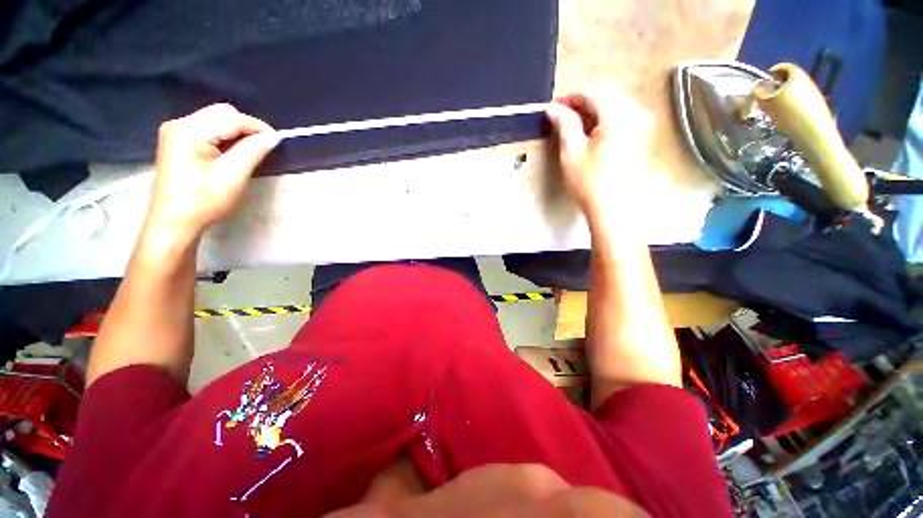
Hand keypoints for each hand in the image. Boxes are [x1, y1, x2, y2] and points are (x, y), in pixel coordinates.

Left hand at [147, 103, 278, 237]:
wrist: (173, 223)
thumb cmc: (203, 202)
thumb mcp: (232, 177)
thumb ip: (252, 151)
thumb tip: (272, 137)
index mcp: (189, 131)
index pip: (231, 117)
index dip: (257, 127)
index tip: (277, 141)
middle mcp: (179, 124)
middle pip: (221, 114)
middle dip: (245, 129)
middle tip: (262, 150)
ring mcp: (175, 132)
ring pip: (216, 121)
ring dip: (236, 135)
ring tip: (248, 155)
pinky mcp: (177, 142)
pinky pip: (208, 131)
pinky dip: (224, 140)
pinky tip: (231, 156)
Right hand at [545, 87, 650, 217]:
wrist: (614, 208)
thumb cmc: (590, 182)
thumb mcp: (572, 152)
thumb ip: (564, 124)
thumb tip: (553, 108)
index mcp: (618, 114)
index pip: (592, 92)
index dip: (570, 97)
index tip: (553, 108)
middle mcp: (636, 112)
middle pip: (605, 95)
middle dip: (581, 103)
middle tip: (561, 117)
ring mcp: (642, 123)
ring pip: (614, 104)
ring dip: (592, 111)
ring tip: (574, 126)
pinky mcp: (642, 135)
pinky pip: (622, 116)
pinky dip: (604, 119)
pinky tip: (592, 133)